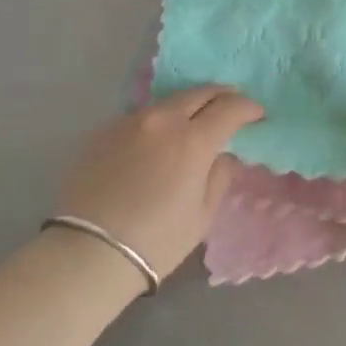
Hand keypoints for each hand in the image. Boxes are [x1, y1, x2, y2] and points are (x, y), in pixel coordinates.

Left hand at [56, 86, 263, 279]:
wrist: (88, 252)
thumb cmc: (156, 240)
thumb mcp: (202, 215)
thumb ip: (219, 176)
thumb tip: (222, 155)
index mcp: (193, 139)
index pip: (230, 108)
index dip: (248, 108)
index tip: (257, 115)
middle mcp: (162, 119)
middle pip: (199, 93)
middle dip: (220, 95)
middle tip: (231, 104)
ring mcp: (130, 121)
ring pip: (168, 102)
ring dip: (187, 106)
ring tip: (194, 119)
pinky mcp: (104, 131)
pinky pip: (140, 118)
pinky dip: (157, 122)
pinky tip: (156, 141)